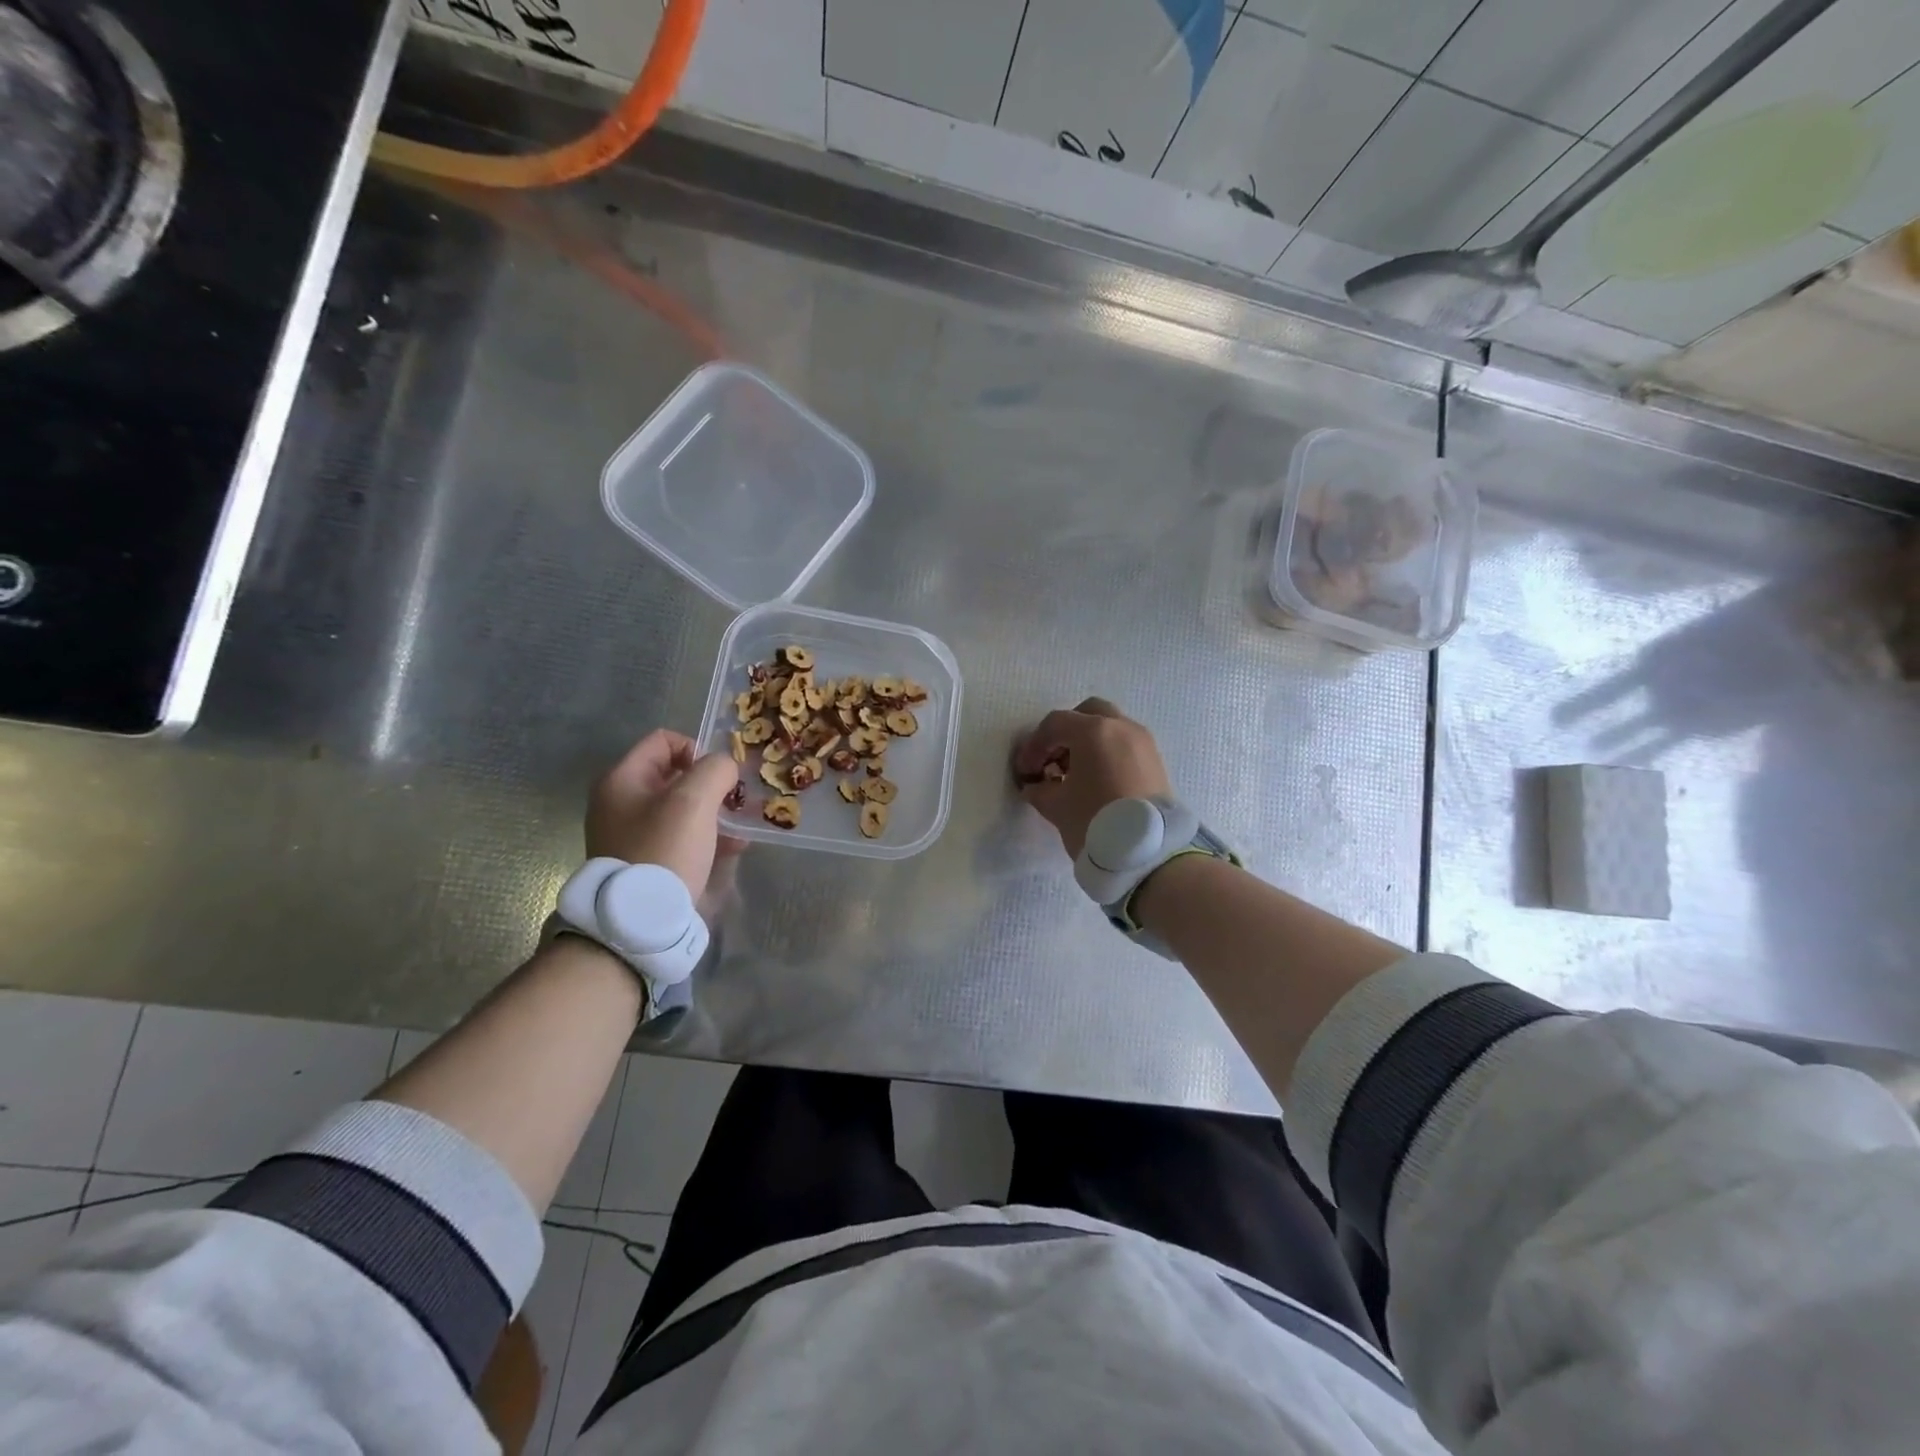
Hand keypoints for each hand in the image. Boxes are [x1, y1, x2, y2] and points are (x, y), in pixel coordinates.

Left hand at [586, 729, 745, 896]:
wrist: (640, 922)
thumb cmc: (665, 850)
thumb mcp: (694, 799)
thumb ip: (715, 769)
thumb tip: (724, 769)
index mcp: (622, 779)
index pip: (664, 740)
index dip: (697, 750)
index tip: (718, 777)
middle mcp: (620, 802)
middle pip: (675, 775)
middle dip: (711, 785)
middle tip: (734, 803)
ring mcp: (631, 833)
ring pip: (682, 808)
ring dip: (714, 812)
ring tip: (739, 829)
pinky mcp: (646, 860)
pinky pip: (681, 836)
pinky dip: (706, 837)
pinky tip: (731, 849)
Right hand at [1011, 698, 1171, 858]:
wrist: (1147, 853)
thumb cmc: (1095, 821)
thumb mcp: (1056, 806)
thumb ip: (1039, 789)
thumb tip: (1036, 785)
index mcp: (1093, 731)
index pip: (1054, 725)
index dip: (1034, 746)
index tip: (1026, 771)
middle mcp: (1121, 727)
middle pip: (1087, 714)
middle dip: (1065, 733)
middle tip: (1052, 760)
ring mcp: (1143, 742)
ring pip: (1109, 728)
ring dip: (1088, 743)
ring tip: (1073, 775)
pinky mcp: (1155, 761)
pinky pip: (1124, 745)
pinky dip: (1107, 753)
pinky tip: (1096, 781)